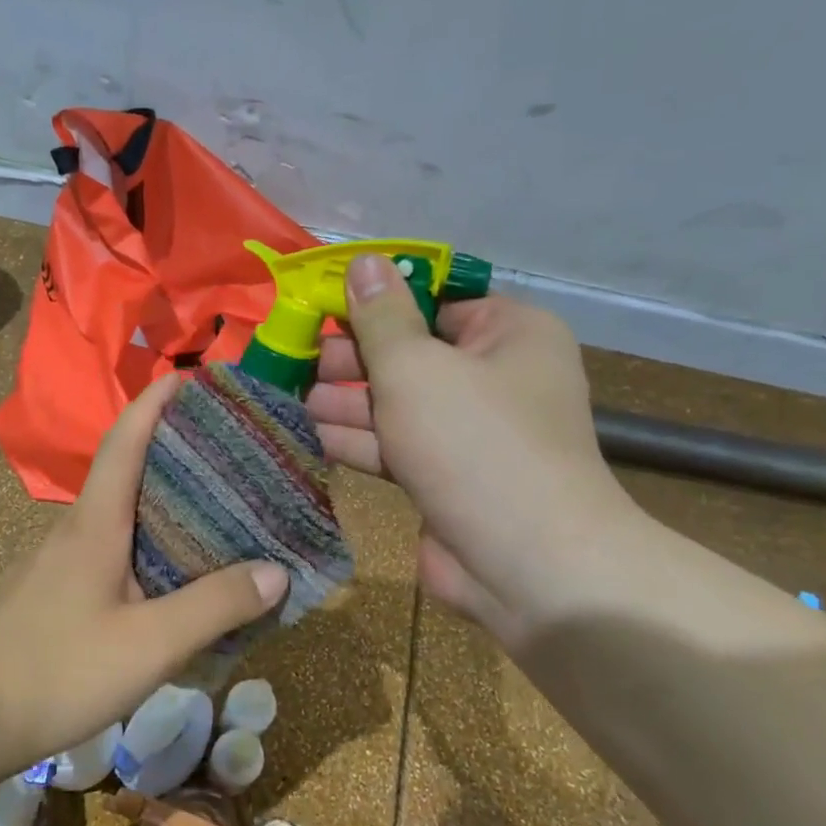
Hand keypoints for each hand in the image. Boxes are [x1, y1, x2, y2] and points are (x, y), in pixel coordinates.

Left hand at [0, 373, 289, 777]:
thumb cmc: (58, 670)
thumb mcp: (150, 643)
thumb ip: (214, 606)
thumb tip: (276, 570)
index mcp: (96, 521)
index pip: (125, 439)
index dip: (157, 402)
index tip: (193, 378)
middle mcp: (79, 528)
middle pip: (128, 467)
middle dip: (174, 444)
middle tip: (230, 443)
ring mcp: (65, 560)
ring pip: (123, 509)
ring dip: (165, 494)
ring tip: (219, 501)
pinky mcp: (63, 591)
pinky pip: (118, 546)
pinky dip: (154, 538)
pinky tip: (180, 568)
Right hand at [306, 254, 641, 647]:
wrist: (526, 563)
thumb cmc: (474, 442)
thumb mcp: (416, 367)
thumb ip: (381, 317)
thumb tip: (363, 262)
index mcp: (509, 334)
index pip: (436, 302)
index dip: (379, 303)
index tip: (325, 308)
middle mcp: (496, 378)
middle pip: (412, 355)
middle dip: (356, 360)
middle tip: (304, 361)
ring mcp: (471, 434)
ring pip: (400, 405)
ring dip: (350, 403)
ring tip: (299, 398)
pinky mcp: (448, 478)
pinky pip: (400, 448)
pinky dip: (361, 441)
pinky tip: (316, 435)